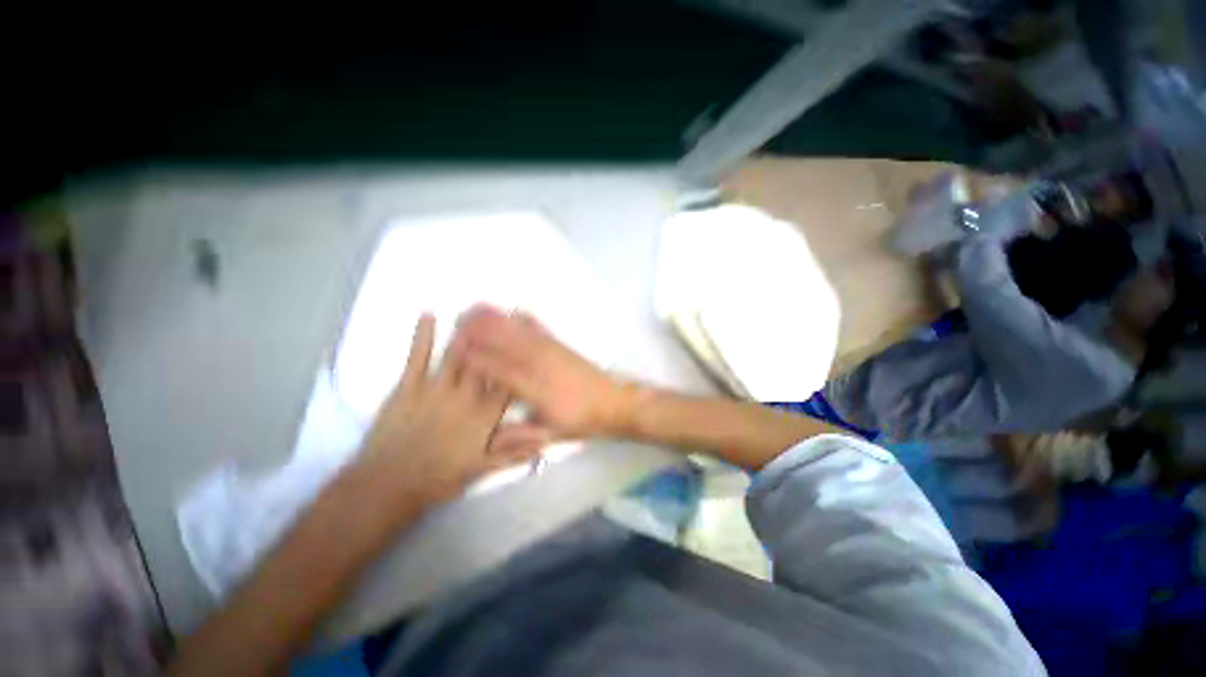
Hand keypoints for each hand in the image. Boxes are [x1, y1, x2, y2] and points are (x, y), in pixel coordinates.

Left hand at [357, 313, 535, 504]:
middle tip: (505, 318)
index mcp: (484, 416)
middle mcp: (465, 397)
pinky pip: (418, 357)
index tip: (527, 345)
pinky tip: (429, 315)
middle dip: (497, 341)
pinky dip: (423, 336)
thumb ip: (514, 452)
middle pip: (486, 364)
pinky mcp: (408, 387)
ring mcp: (436, 389)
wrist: (388, 485)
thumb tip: (546, 442)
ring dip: (468, 332)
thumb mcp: (482, 469)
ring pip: (458, 356)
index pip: (508, 385)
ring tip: (477, 312)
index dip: (519, 364)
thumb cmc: (439, 477)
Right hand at [456, 305, 633, 438]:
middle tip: (455, 322)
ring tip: (474, 310)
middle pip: (503, 342)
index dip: (474, 357)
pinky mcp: (559, 343)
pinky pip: (537, 326)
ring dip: (495, 318)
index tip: (453, 348)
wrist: (611, 402)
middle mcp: (538, 363)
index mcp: (532, 387)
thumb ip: (519, 435)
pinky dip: (521, 317)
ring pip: (517, 329)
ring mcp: (550, 349)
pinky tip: (512, 310)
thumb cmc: (579, 420)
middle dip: (478, 330)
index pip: (497, 369)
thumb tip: (488, 440)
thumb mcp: (550, 434)